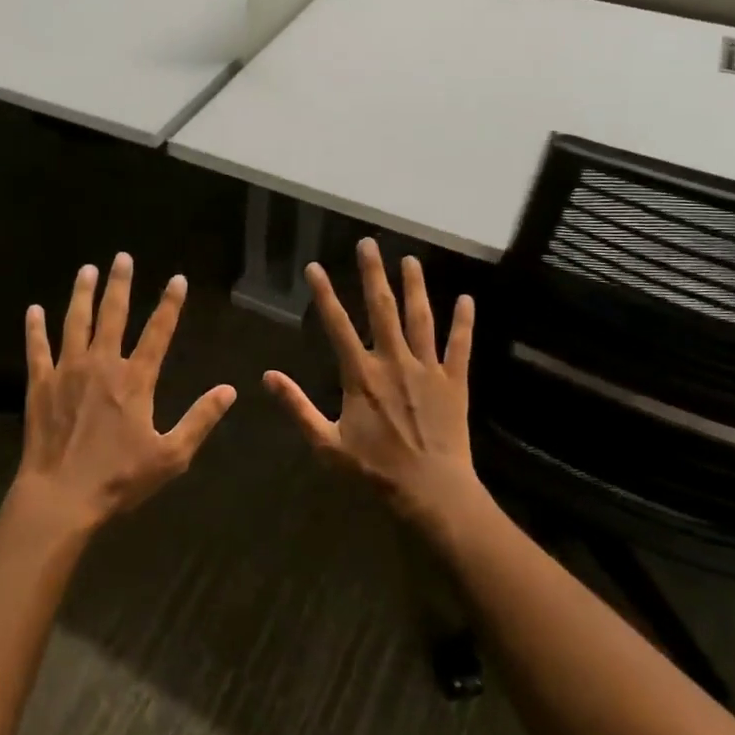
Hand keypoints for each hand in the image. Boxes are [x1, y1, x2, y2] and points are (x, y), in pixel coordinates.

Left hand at [13, 253, 236, 534]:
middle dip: (120, 284)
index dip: (170, 304)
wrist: (62, 496)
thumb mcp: (171, 455)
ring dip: (82, 294)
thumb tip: (229, 390)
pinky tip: (34, 310)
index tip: (177, 279)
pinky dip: (35, 328)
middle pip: (112, 314)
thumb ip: (200, 419)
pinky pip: (37, 348)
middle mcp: (102, 364)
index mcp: (135, 380)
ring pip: (75, 322)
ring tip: (86, 269)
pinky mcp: (40, 384)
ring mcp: (67, 371)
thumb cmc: (119, 478)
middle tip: (122, 257)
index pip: (158, 332)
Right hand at [264, 238, 480, 531]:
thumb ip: (298, 406)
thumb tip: (267, 376)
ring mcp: (427, 369)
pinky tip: (467, 299)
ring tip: (410, 259)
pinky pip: (460, 346)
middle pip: (382, 309)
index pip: (337, 325)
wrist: (431, 491)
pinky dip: (464, 322)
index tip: (314, 267)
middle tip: (369, 243)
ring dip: (415, 287)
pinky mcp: (455, 382)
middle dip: (373, 274)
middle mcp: (394, 361)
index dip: (324, 294)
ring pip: (420, 318)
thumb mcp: (326, 443)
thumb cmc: (375, 469)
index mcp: (361, 374)